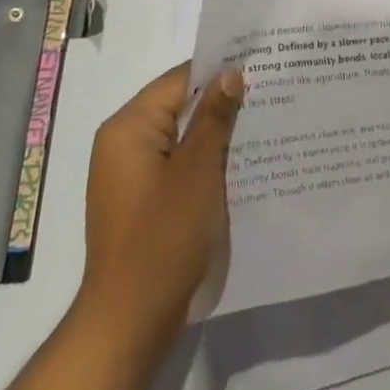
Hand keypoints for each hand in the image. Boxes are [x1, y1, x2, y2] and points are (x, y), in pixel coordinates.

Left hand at [78, 62, 243, 348]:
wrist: (130, 320)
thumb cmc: (164, 236)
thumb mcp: (198, 170)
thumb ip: (213, 117)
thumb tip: (230, 73)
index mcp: (128, 127)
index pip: (178, 81)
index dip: (218, 73)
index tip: (259, 68)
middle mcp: (121, 144)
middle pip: (177, 107)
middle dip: (219, 103)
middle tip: (268, 94)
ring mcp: (128, 175)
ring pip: (179, 137)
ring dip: (213, 134)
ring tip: (261, 124)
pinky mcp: (140, 201)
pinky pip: (175, 165)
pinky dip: (202, 161)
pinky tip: (236, 165)